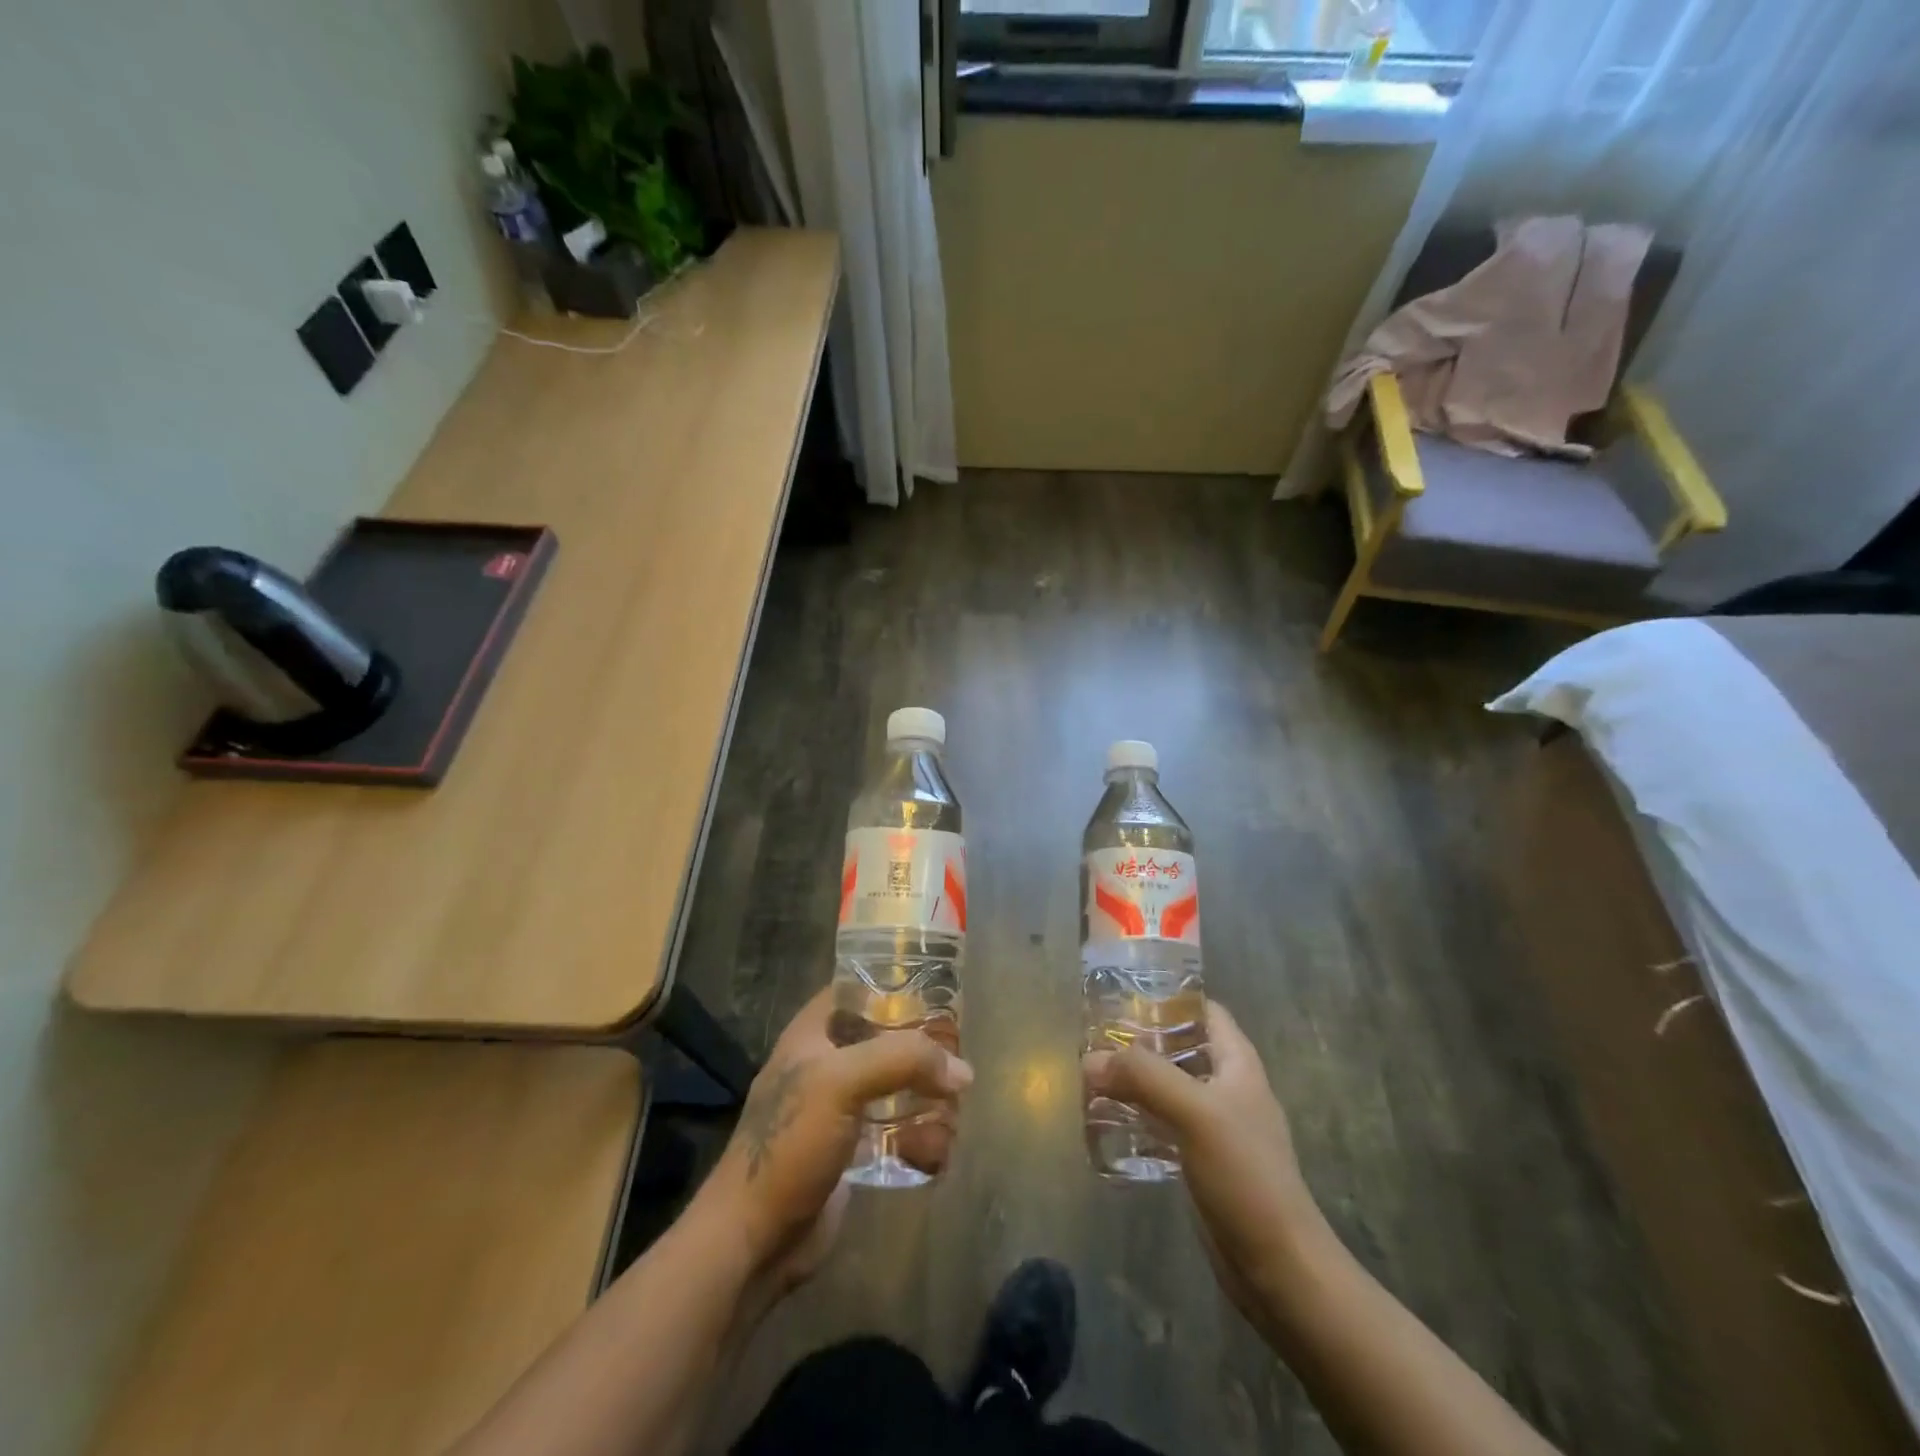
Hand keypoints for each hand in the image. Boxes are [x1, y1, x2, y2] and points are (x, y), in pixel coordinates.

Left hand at [695, 988, 972, 1289]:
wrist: (754, 1239)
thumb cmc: (790, 1142)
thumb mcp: (842, 1081)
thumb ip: (903, 1060)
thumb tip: (963, 1071)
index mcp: (812, 1034)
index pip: (857, 990)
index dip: (894, 987)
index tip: (937, 996)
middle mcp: (826, 1063)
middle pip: (885, 1039)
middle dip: (922, 1052)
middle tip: (956, 1063)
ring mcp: (838, 1109)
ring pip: (895, 1086)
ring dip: (927, 1099)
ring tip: (953, 1117)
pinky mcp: (851, 1150)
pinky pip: (895, 1131)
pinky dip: (919, 1139)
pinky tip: (938, 1153)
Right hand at [1083, 1001, 1322, 1329]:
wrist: (1278, 1267)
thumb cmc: (1246, 1175)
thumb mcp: (1195, 1112)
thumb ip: (1143, 1077)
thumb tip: (1090, 1060)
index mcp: (1237, 1064)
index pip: (1204, 1011)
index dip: (1169, 996)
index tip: (1123, 993)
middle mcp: (1227, 1087)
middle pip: (1180, 1047)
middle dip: (1140, 1040)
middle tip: (1095, 1037)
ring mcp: (1215, 1126)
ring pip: (1168, 1087)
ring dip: (1134, 1080)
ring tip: (1091, 1076)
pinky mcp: (1201, 1161)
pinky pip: (1163, 1124)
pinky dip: (1137, 1116)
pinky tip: (1106, 1122)